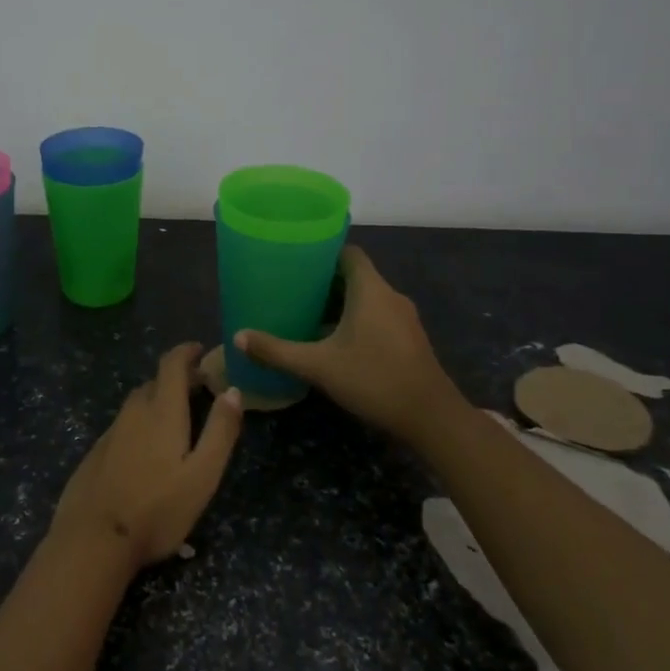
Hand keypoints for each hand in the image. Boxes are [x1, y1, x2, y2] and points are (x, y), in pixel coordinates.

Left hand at [51, 343, 244, 571]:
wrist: (93, 540)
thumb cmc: (157, 508)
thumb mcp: (202, 474)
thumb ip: (220, 431)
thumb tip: (233, 390)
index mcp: (161, 411)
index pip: (171, 365)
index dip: (186, 352)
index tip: (200, 350)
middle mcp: (133, 412)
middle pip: (155, 383)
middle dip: (177, 379)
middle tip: (199, 389)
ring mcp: (111, 432)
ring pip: (138, 404)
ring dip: (157, 400)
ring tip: (176, 417)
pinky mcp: (96, 453)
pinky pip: (124, 425)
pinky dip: (140, 423)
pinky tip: (146, 449)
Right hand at [235, 246, 463, 447]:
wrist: (431, 418)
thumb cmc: (374, 379)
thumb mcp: (318, 366)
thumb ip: (277, 351)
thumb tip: (238, 337)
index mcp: (370, 290)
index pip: (348, 253)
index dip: (323, 252)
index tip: (297, 261)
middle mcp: (390, 296)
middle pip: (355, 275)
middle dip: (324, 281)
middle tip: (292, 290)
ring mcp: (403, 318)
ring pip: (367, 297)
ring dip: (340, 302)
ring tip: (307, 314)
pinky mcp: (409, 338)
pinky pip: (377, 315)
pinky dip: (355, 319)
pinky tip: (334, 341)